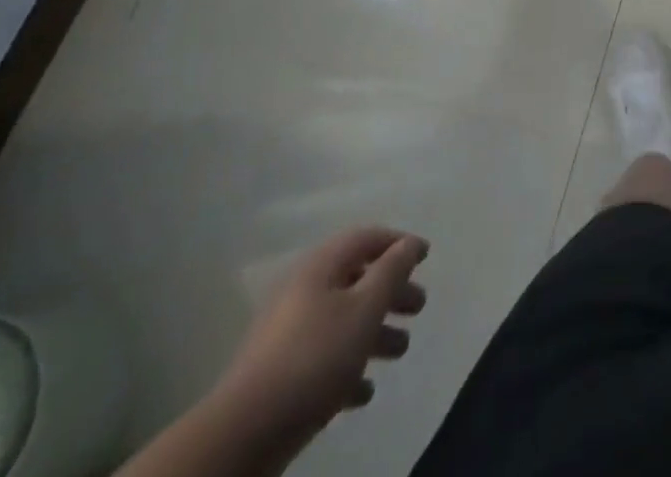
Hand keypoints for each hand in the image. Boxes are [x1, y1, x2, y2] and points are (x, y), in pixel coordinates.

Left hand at [213, 227, 429, 447]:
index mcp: (319, 267)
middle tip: (419, 306)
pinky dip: (348, 366)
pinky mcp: (279, 374)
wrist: (244, 432)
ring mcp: (287, 334)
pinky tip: (364, 390)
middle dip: (391, 292)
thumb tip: (410, 243)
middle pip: (356, 280)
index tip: (426, 256)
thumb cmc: (315, 356)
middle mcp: (302, 292)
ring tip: (400, 349)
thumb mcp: (365, 307)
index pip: (365, 238)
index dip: (398, 243)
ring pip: (342, 321)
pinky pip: (323, 358)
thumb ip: (392, 270)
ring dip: (375, 332)